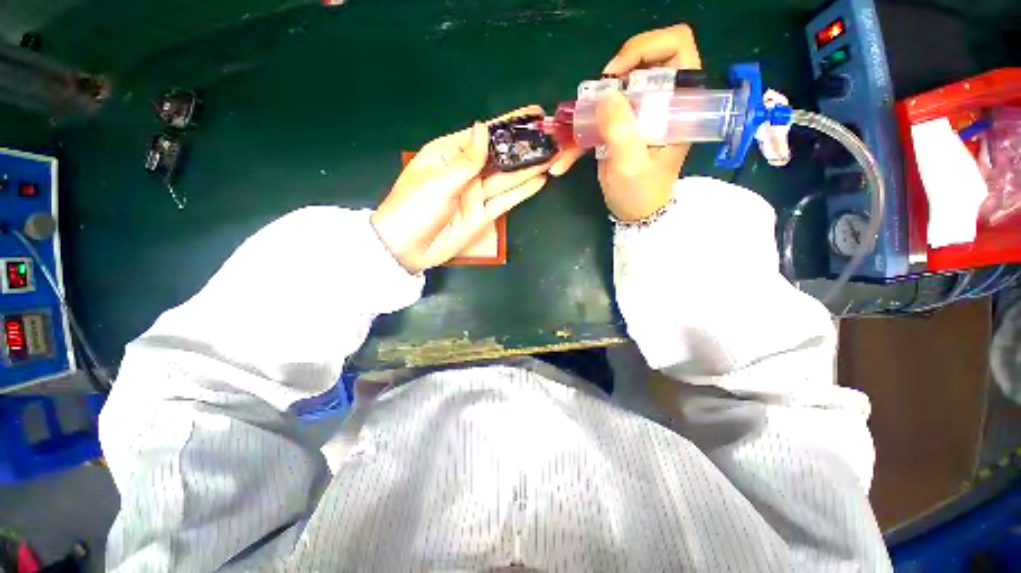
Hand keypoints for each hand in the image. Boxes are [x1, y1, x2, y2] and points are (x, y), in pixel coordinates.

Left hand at [371, 106, 552, 273]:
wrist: (407, 248)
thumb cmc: (415, 208)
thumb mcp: (439, 180)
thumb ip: (466, 159)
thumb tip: (483, 128)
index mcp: (449, 155)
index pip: (483, 136)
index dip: (508, 125)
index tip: (533, 114)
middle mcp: (466, 172)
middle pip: (499, 158)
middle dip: (524, 148)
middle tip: (551, 138)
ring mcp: (476, 195)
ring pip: (506, 179)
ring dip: (528, 169)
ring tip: (553, 157)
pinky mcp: (482, 215)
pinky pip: (505, 201)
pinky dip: (522, 192)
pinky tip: (539, 181)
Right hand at [550, 24, 702, 221]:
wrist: (636, 214)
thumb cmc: (641, 193)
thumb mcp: (631, 165)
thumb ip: (621, 131)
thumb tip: (605, 95)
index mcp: (679, 104)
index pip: (675, 47)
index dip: (645, 48)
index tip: (615, 76)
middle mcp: (663, 101)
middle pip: (642, 61)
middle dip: (614, 76)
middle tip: (596, 98)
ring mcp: (641, 113)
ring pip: (617, 88)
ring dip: (591, 106)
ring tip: (577, 129)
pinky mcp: (623, 126)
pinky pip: (601, 116)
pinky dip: (580, 133)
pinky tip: (565, 158)